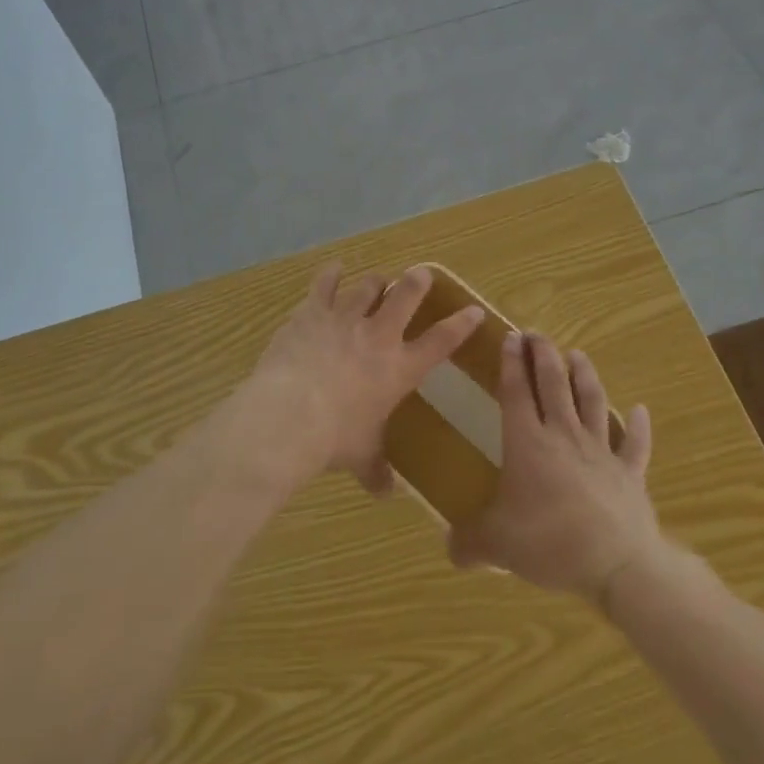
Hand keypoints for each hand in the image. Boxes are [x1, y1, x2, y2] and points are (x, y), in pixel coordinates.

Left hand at [241, 263, 482, 493]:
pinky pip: (324, 284)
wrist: (290, 415)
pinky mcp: (313, 312)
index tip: (473, 310)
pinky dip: (331, 275)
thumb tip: (387, 494)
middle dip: (417, 281)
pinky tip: (334, 269)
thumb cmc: (335, 439)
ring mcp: (345, 319)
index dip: (460, 325)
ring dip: (375, 282)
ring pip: (368, 286)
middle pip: (405, 295)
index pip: (440, 342)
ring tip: (377, 280)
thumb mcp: (361, 457)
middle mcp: (378, 336)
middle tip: (421, 273)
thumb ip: (376, 471)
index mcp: (399, 369)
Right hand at [448, 331, 664, 602]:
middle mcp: (564, 435)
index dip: (512, 363)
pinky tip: (641, 410)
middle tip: (537, 334)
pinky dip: (639, 425)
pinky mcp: (630, 473)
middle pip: (554, 385)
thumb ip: (469, 542)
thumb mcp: (496, 545)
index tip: (510, 337)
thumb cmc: (549, 542)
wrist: (617, 564)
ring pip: (593, 401)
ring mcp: (601, 451)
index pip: (516, 392)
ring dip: (585, 376)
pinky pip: (635, 444)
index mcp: (527, 443)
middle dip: (544, 355)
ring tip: (578, 354)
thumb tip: (449, 547)